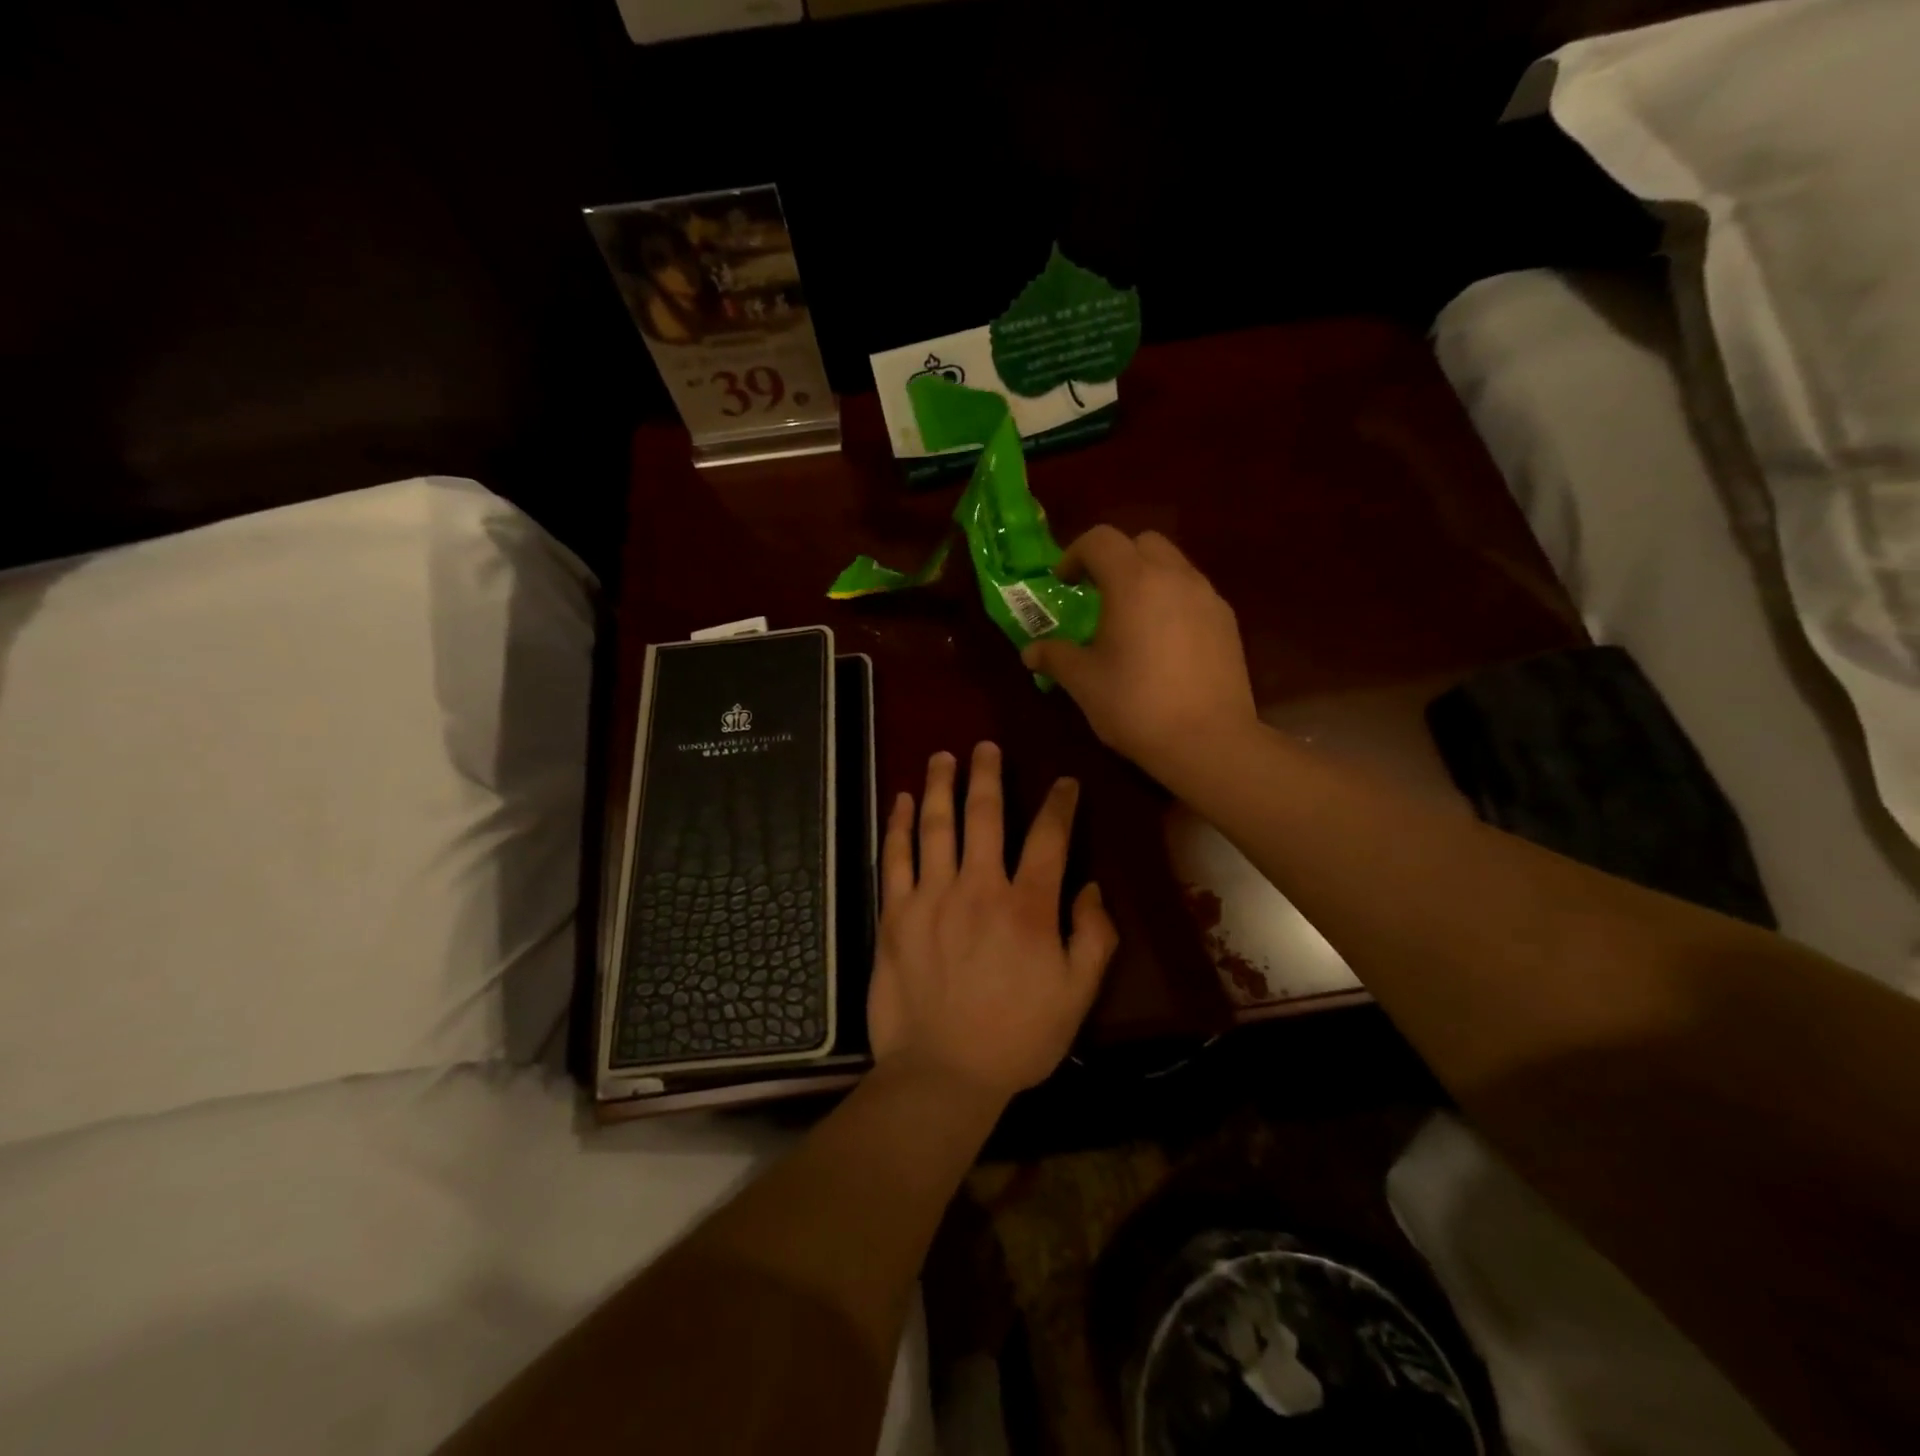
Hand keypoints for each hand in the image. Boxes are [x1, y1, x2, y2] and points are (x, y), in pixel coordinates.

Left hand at [868, 742, 1117, 1104]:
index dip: (1059, 804)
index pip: (1049, 838)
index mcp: (1028, 907)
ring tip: (942, 756)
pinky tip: (900, 801)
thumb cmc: (1017, 1037)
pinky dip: (898, 826)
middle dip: (987, 774)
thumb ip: (1093, 936)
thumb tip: (1091, 887)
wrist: (942, 1074)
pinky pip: (895, 858)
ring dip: (939, 786)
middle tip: (986, 746)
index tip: (1064, 782)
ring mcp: (931, 898)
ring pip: (935, 826)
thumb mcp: (1077, 995)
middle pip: (984, 815)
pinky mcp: (894, 915)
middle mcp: (979, 888)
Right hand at [1023, 526, 1257, 780]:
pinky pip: (1193, 593)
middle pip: (1142, 543)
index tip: (1063, 583)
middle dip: (1114, 559)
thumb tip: (1031, 652)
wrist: (1208, 740)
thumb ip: (1055, 657)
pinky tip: (1162, 642)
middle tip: (1096, 593)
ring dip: (1146, 578)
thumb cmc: (1135, 705)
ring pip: (1172, 565)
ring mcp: (1207, 597)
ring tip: (1130, 619)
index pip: (1100, 540)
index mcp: (1133, 582)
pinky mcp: (1227, 622)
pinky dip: (1171, 600)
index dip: (1075, 554)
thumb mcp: (1083, 682)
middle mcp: (1174, 577)